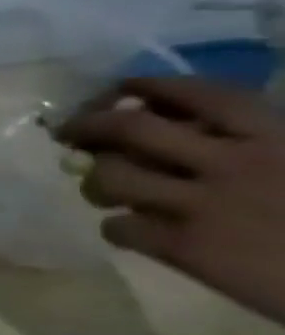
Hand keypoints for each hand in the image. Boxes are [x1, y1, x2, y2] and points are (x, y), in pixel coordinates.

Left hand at [58, 77, 284, 325]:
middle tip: (69, 133)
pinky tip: (136, 233)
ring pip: (110, 177)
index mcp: (279, 136)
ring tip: (106, 191)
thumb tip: (187, 126)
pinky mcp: (186, 247)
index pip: (200, 94)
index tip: (121, 90)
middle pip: (129, 129)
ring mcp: (204, 205)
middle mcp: (233, 163)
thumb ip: (256, 142)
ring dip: (96, 182)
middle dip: (87, 125)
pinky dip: (119, 229)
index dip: (148, 87)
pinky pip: (120, 228)